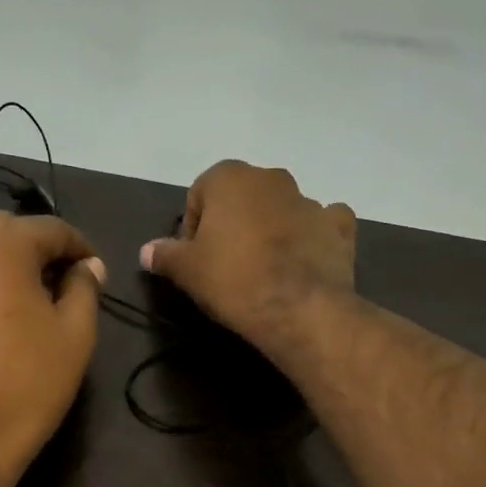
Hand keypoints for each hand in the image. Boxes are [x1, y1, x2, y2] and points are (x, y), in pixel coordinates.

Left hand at [0, 211, 105, 482]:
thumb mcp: (75, 335)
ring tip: (19, 297)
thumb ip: (84, 289)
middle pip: (7, 231)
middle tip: (61, 286)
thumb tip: (88, 266)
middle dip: (38, 251)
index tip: (96, 273)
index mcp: (2, 244)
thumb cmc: (26, 384)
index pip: (52, 229)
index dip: (81, 249)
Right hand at [138, 161, 355, 348]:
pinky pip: (322, 224)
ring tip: (264, 271)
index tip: (195, 259)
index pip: (200, 194)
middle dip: (233, 224)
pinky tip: (304, 261)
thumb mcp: (186, 271)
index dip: (193, 228)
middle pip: (242, 198)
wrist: (299, 309)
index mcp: (230, 177)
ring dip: (271, 229)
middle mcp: (271, 178)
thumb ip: (164, 254)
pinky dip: (313, 236)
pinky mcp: (339, 226)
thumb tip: (146, 250)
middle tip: (227, 265)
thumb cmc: (233, 281)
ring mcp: (310, 199)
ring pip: (281, 209)